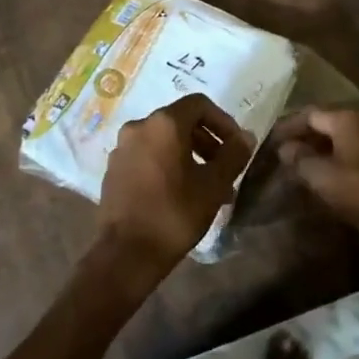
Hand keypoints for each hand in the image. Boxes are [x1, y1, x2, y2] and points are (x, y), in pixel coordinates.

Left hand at [96, 94, 251, 283]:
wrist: (126, 253)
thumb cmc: (174, 214)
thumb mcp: (213, 185)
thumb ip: (233, 155)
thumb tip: (245, 136)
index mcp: (163, 123)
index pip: (199, 104)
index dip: (223, 121)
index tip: (236, 146)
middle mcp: (139, 126)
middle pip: (180, 121)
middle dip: (207, 141)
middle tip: (224, 168)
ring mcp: (122, 147)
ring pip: (163, 140)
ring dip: (189, 155)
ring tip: (207, 186)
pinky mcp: (113, 168)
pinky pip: (147, 155)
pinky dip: (167, 164)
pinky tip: (179, 193)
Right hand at [275, 107, 358, 256]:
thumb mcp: (325, 178)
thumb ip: (300, 160)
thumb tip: (285, 148)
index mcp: (346, 118)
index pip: (308, 114)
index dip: (287, 127)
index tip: (270, 142)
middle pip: (325, 123)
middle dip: (303, 138)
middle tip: (283, 156)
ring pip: (340, 137)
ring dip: (320, 149)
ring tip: (301, 168)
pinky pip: (354, 148)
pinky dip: (337, 157)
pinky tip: (328, 176)